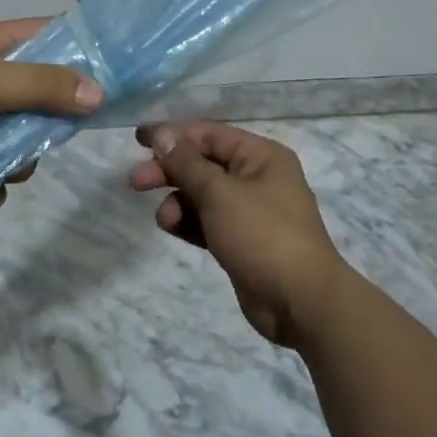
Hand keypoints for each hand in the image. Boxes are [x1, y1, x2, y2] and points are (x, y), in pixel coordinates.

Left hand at [0, 19, 102, 211]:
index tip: (113, 73)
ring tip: (2, 169)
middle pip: (41, 92)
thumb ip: (39, 85)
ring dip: (20, 157)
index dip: (80, 48)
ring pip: (23, 136)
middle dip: (48, 119)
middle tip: (48, 135)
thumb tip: (98, 92)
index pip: (47, 35)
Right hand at [129, 121, 351, 346]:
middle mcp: (257, 177)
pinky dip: (188, 221)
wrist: (301, 302)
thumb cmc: (263, 235)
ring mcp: (249, 211)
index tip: (139, 140)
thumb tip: (162, 135)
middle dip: (170, 170)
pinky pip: (207, 221)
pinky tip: (171, 227)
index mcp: (261, 156)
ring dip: (178, 201)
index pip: (210, 134)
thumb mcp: (220, 193)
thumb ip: (187, 163)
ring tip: (164, 218)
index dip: (173, 134)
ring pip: (202, 195)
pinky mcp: (240, 240)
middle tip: (135, 181)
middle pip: (203, 163)